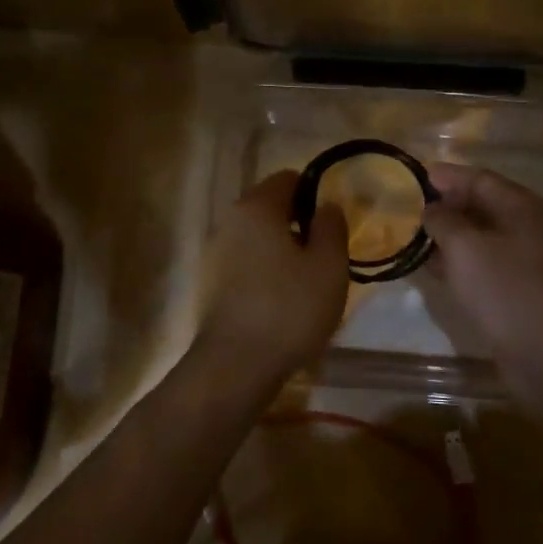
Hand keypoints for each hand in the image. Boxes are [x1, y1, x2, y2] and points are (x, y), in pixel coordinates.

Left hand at [199, 170, 348, 371]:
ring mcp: (214, 253)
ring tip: (305, 280)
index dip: (314, 193)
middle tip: (324, 253)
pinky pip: (244, 262)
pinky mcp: (210, 283)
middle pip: (269, 206)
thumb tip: (326, 206)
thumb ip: (332, 226)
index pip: (288, 178)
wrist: (235, 365)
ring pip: (256, 237)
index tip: (332, 222)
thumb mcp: (329, 265)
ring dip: (281, 248)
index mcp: (256, 206)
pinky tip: (281, 300)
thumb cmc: (289, 308)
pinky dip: (264, 270)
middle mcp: (229, 221)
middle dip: (298, 222)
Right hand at [422, 163, 542, 395]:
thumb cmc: (504, 288)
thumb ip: (442, 219)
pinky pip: (482, 263)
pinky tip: (432, 267)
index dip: (446, 176)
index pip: (479, 178)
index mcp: (520, 206)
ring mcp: (525, 260)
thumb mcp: (464, 246)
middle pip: (481, 205)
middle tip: (408, 207)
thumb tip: (430, 208)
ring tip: (412, 235)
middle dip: (445, 205)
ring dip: (448, 235)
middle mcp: (526, 227)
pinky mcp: (518, 289)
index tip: (414, 176)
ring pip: (480, 236)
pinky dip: (458, 260)